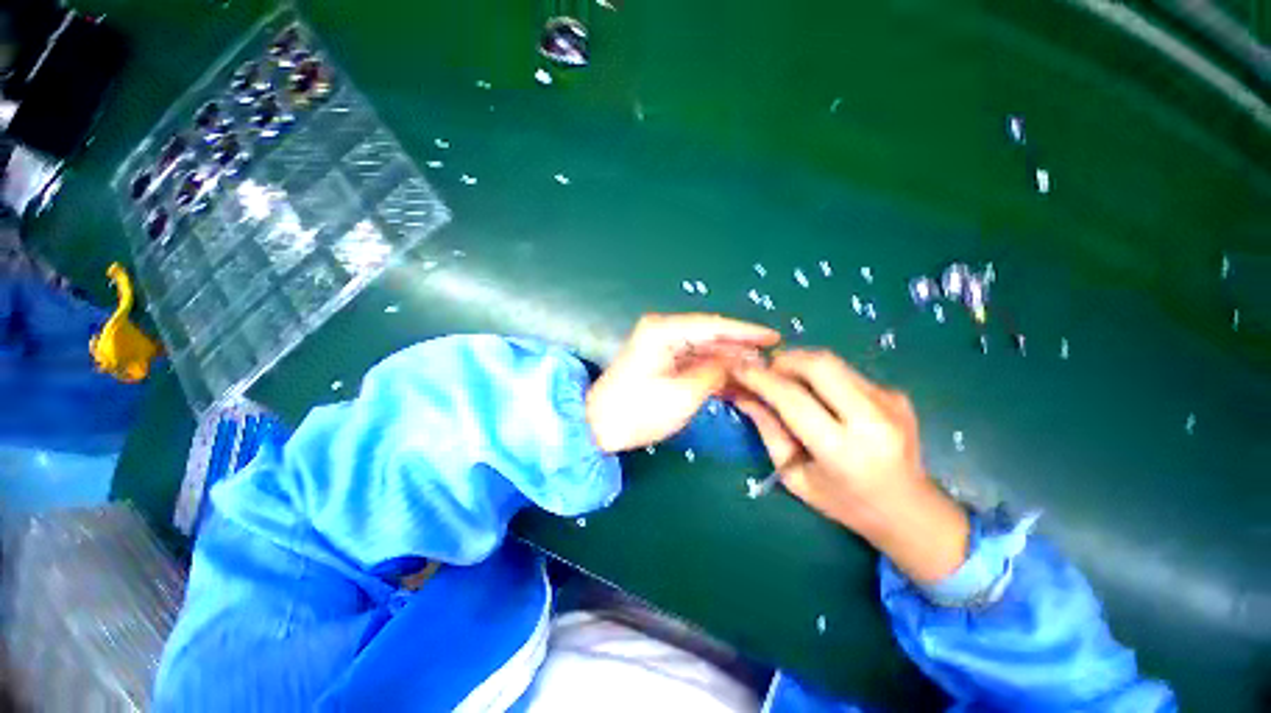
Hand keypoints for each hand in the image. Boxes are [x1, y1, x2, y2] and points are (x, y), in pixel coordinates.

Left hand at [586, 313, 779, 453]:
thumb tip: (739, 360)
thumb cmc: (639, 410)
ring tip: (755, 370)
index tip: (773, 337)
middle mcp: (662, 331)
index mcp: (663, 331)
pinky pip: (691, 360)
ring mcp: (660, 346)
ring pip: (702, 349)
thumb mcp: (684, 393)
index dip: (745, 332)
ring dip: (726, 360)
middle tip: (769, 358)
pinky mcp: (659, 361)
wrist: (598, 426)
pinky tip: (731, 379)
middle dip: (738, 347)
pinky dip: (711, 369)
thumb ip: (716, 372)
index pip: (713, 325)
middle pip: (709, 335)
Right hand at [731, 349, 969, 583]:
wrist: (911, 511)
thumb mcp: (794, 475)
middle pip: (819, 364)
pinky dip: (821, 377)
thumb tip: (740, 394)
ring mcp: (890, 402)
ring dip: (800, 365)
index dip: (759, 378)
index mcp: (842, 450)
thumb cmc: (844, 503)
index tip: (736, 367)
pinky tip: (819, 398)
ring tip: (786, 383)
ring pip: (832, 362)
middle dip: (783, 360)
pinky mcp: (896, 393)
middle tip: (765, 373)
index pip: (792, 398)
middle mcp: (872, 419)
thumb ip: (767, 429)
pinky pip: (845, 372)